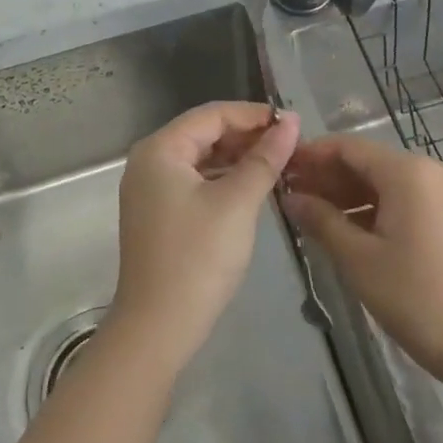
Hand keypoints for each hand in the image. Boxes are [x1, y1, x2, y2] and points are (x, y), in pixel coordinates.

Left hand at [109, 102, 298, 368]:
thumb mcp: (238, 202)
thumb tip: (292, 121)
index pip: (213, 114)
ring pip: (201, 158)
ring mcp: (150, 190)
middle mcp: (149, 161)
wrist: (158, 329)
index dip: (254, 115)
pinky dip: (224, 179)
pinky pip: (195, 181)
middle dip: (248, 136)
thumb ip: (265, 158)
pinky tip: (252, 187)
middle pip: (205, 133)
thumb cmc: (198, 258)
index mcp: (160, 149)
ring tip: (279, 164)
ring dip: (238, 158)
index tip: (294, 124)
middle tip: (290, 146)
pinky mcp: (158, 214)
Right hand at [284, 134, 442, 377]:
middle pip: (367, 162)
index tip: (280, 168)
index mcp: (407, 171)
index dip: (312, 155)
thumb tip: (290, 198)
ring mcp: (442, 191)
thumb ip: (321, 220)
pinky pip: (401, 197)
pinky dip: (371, 207)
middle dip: (327, 176)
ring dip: (347, 193)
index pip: (348, 147)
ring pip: (383, 181)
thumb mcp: (358, 258)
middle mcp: (428, 169)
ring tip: (310, 213)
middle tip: (289, 195)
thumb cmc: (414, 297)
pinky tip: (344, 227)